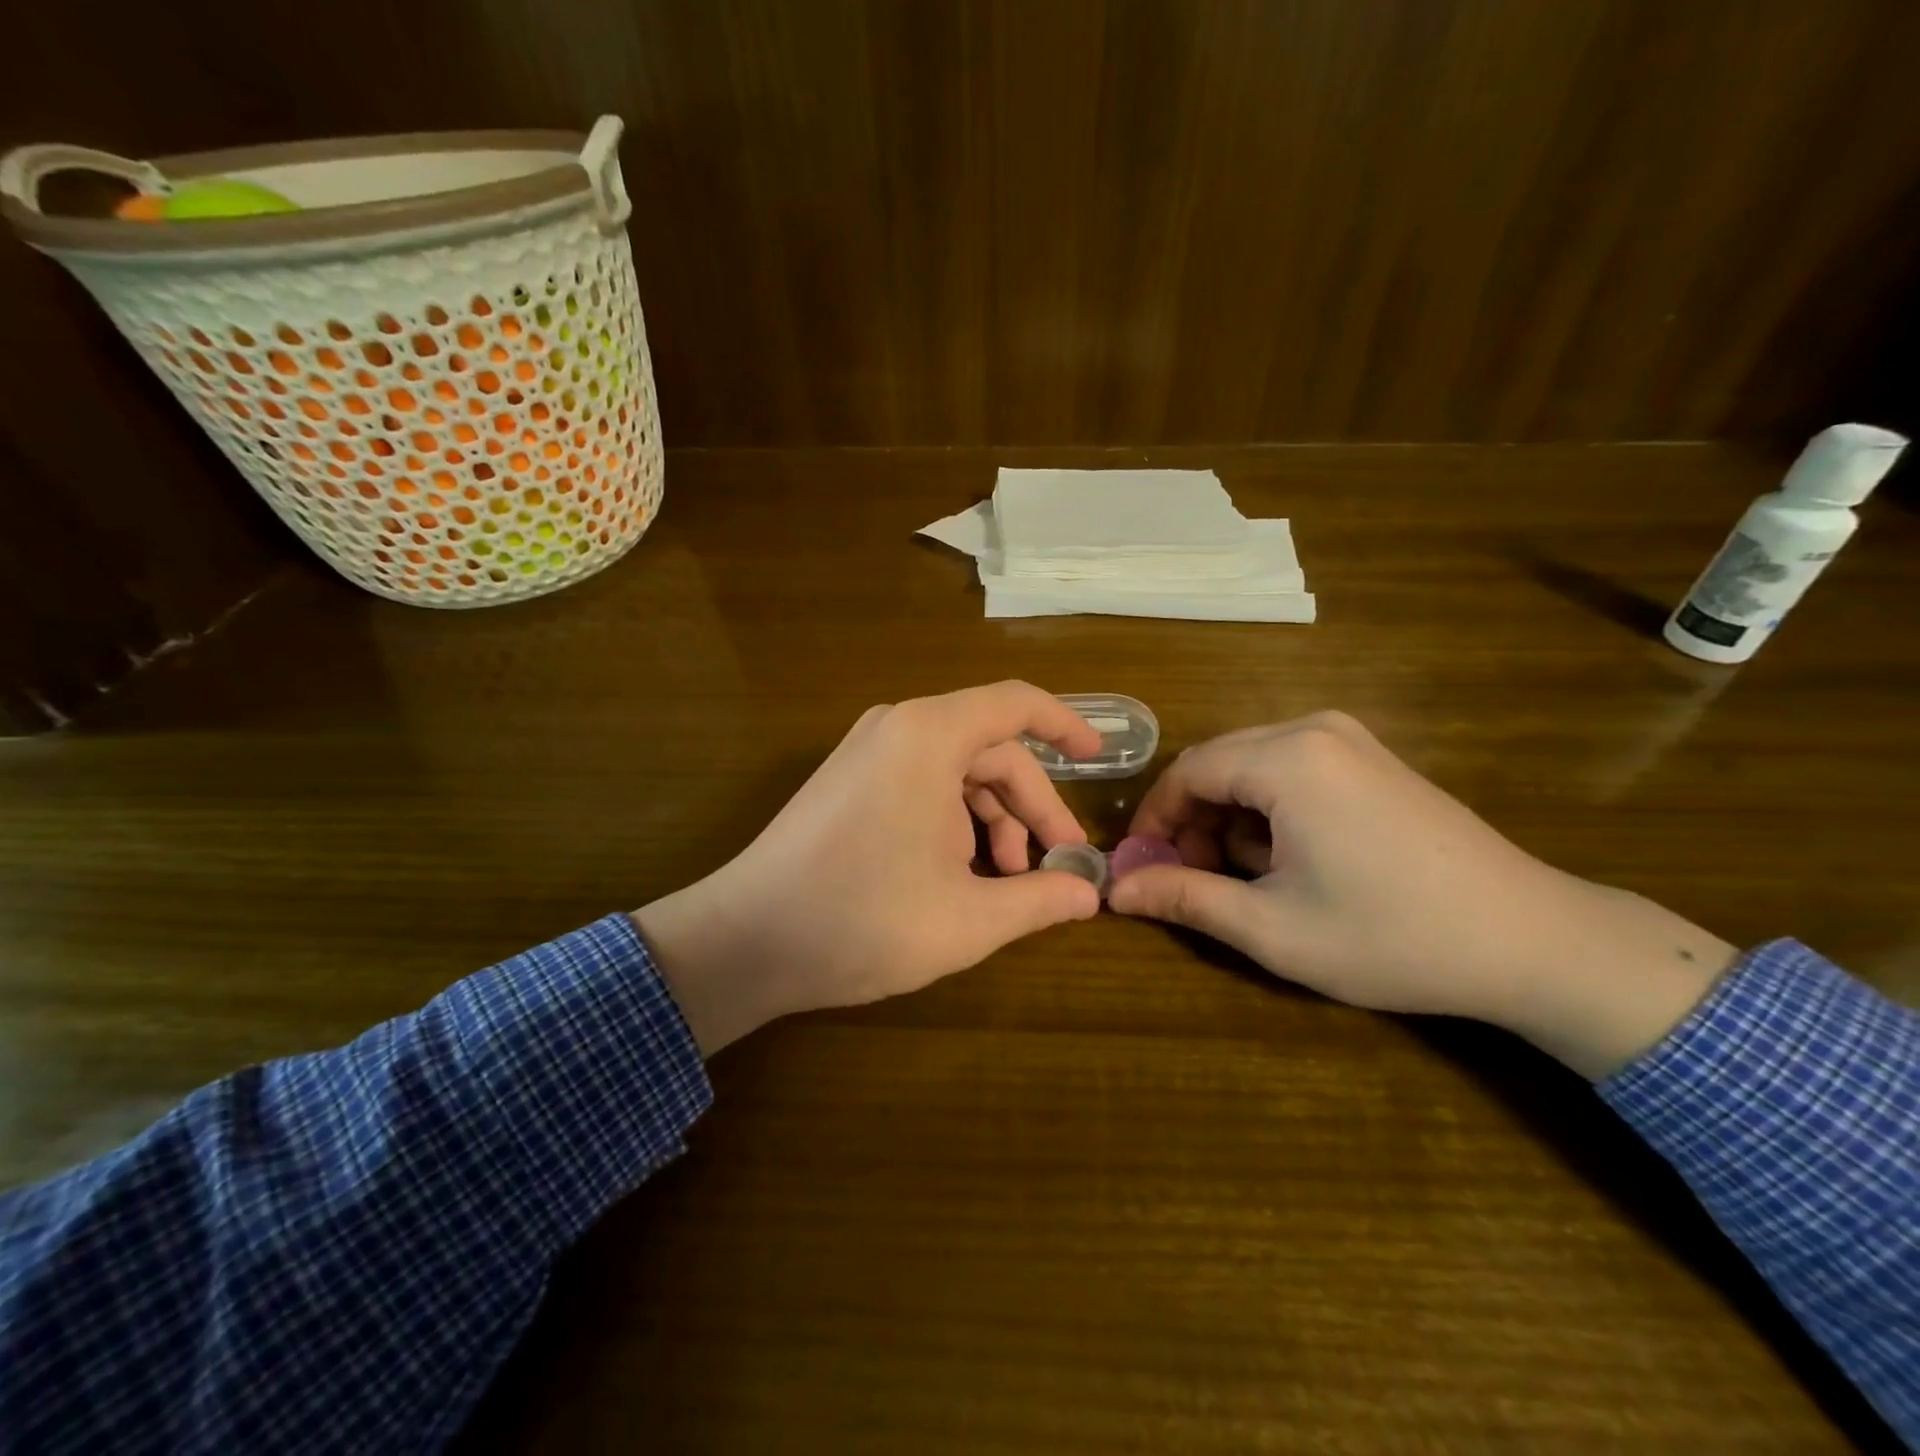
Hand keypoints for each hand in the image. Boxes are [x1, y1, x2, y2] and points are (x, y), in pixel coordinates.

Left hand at [634, 682, 1103, 1053]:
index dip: (1066, 725)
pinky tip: (960, 874)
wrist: (745, 941)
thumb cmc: (862, 920)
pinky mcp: (849, 782)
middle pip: (990, 749)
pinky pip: (922, 783)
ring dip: (992, 820)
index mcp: (929, 736)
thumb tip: (1088, 895)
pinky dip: (954, 821)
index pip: (1016, 704)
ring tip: (1005, 882)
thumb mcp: (968, 918)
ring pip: (957, 771)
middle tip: (1057, 863)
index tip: (1100, 757)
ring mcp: (867, 754)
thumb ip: (1038, 898)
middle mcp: (897, 728)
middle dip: (1031, 805)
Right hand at [1106, 712, 1738, 1078]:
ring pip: (1251, 766)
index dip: (1155, 821)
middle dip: (1193, 821)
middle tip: (1193, 879)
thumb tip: (1115, 892)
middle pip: (1217, 763)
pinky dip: (1269, 809)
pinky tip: (1293, 858)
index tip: (1144, 869)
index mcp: (1287, 758)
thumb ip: (1185, 899)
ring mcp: (1350, 738)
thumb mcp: (1272, 927)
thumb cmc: (1391, 936)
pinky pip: (1291, 769)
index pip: (1186, 772)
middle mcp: (1314, 729)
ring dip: (1231, 818)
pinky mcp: (1373, 758)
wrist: (1533, 940)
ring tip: (1248, 877)